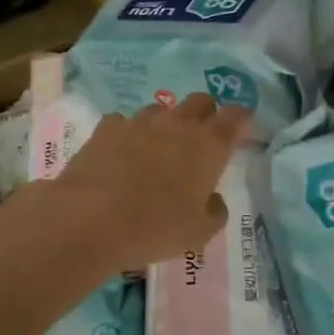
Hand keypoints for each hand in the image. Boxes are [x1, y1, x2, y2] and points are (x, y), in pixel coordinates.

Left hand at [47, 93, 252, 271]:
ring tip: (159, 148)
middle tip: (202, 137)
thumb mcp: (198, 233)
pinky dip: (128, 133)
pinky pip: (124, 122)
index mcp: (209, 146)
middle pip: (200, 101)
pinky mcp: (107, 128)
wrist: (91, 219)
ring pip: (161, 109)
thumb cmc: (154, 228)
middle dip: (206, 113)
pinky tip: (121, 153)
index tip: (242, 130)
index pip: (236, 117)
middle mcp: (177, 124)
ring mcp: (139, 122)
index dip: (242, 119)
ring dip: (166, 123)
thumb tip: (213, 199)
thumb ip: (215, 211)